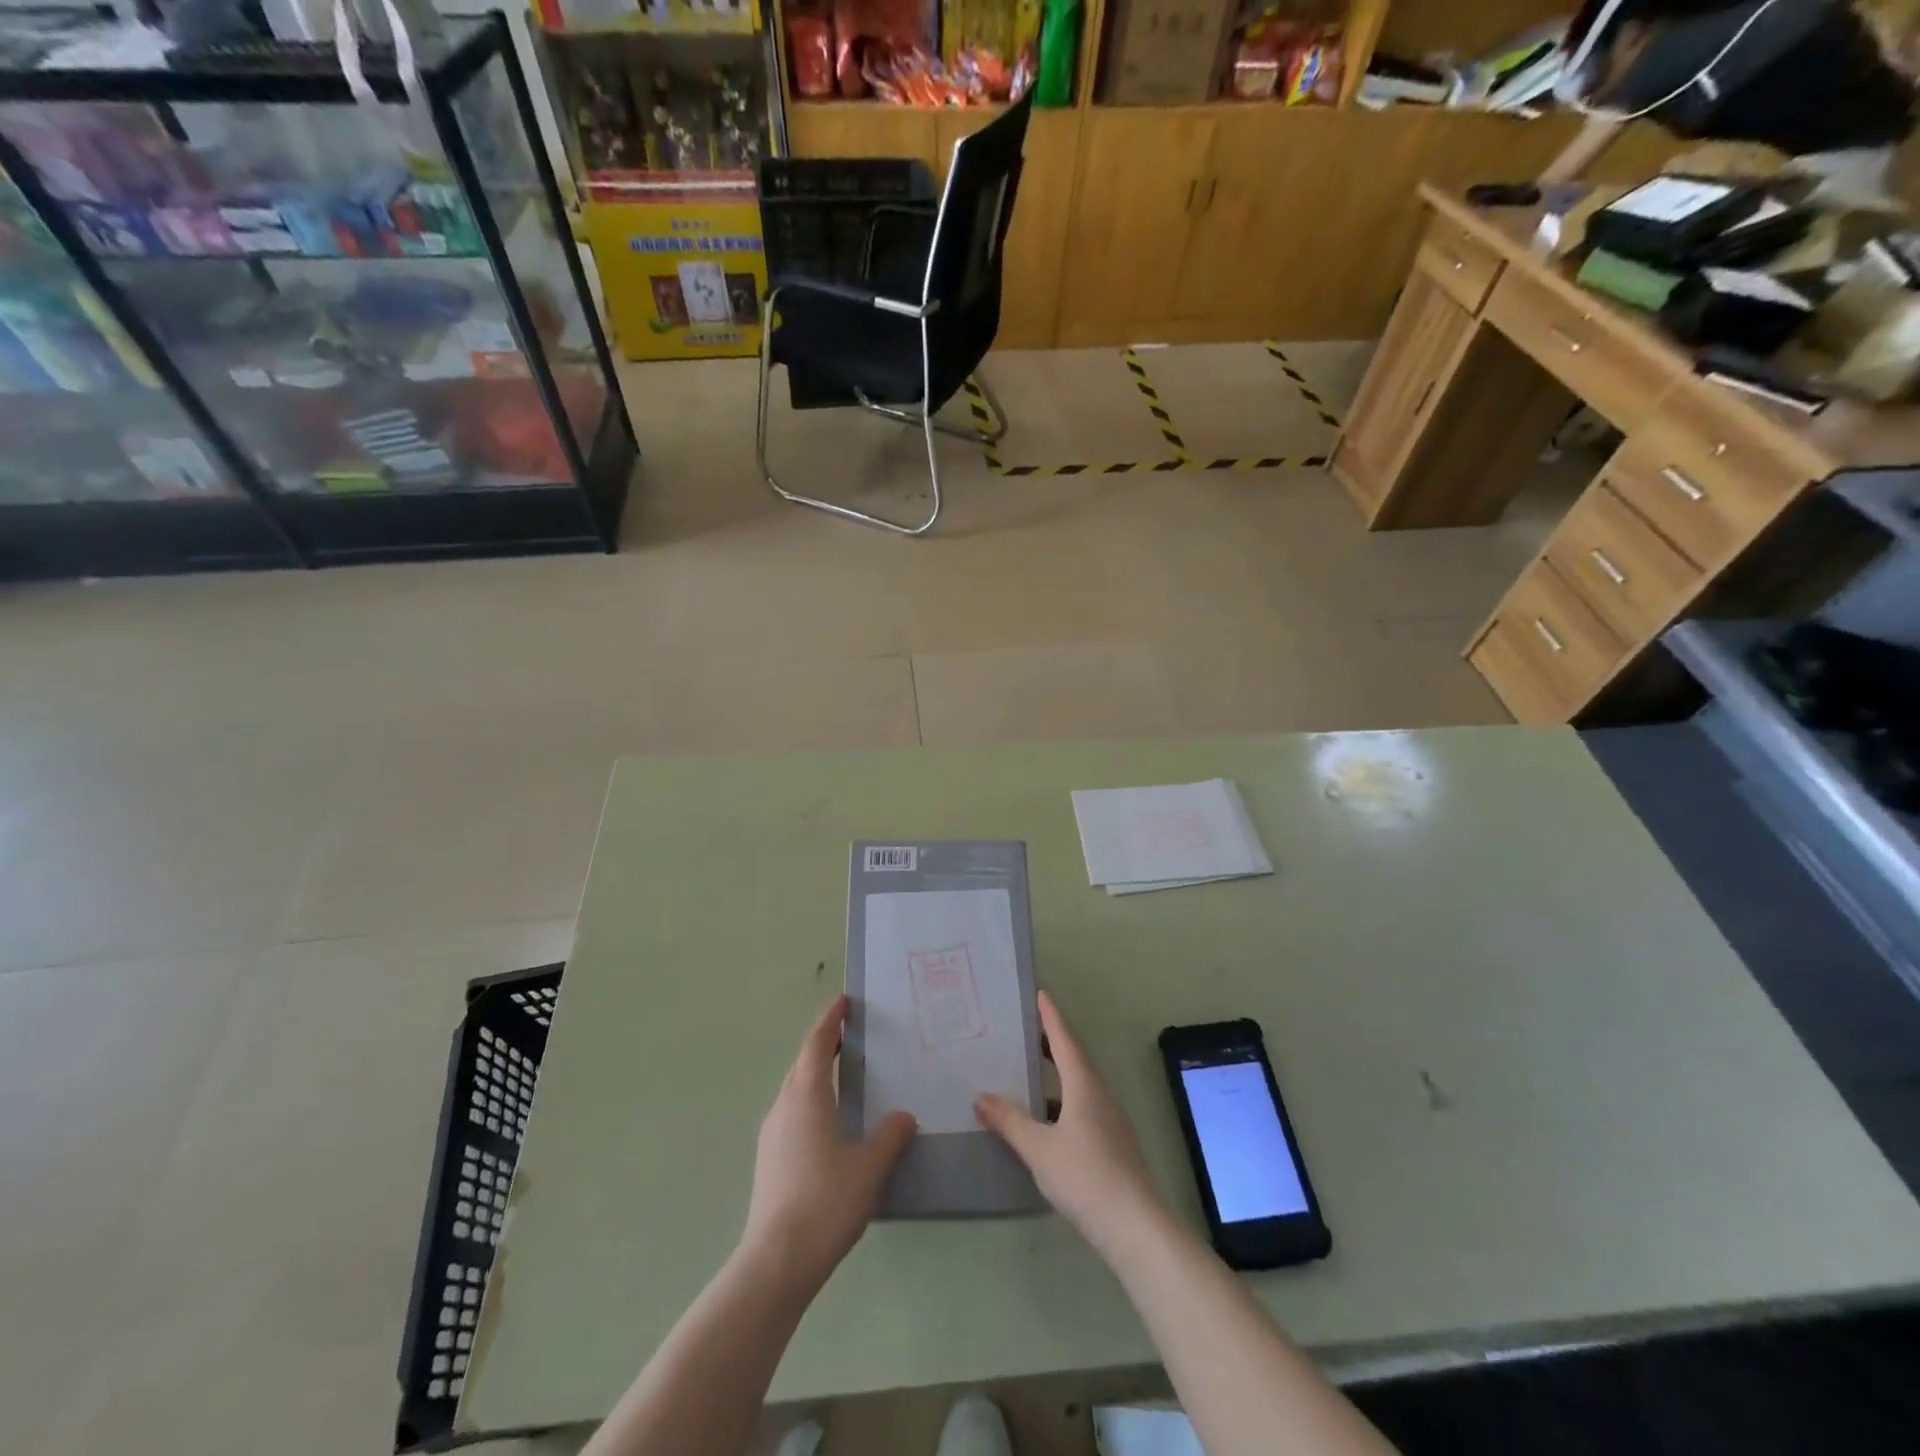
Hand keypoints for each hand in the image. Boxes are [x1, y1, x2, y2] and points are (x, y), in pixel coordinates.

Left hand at [742, 994, 915, 1293]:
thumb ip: (890, 1136)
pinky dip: (811, 1100)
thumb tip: (903, 1116)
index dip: (830, 1020)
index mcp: (806, 1097)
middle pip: (802, 1063)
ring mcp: (772, 1134)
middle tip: (851, 1034)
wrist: (776, 1262)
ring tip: (844, 1074)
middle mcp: (784, 1107)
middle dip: (824, 1044)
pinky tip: (830, 1122)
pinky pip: (792, 1112)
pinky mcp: (769, 1159)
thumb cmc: (825, 1202)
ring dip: (816, 1073)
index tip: (844, 1002)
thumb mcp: (869, 1166)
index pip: (816, 1044)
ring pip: (795, 1089)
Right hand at [975, 991, 1164, 1257]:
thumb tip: (981, 1096)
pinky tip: (1044, 1118)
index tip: (1040, 993)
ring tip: (1028, 1069)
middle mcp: (1099, 1093)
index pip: (1064, 1039)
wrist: (1134, 1227)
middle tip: (1026, 1028)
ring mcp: (1109, 1118)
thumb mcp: (1039, 1148)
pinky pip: (1082, 1105)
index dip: (1050, 1017)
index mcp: (1083, 1084)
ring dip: (1056, 1072)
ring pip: (1079, 1083)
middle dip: (1051, 1041)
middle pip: (1073, 1058)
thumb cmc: (1085, 1177)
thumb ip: (1010, 1121)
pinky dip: (1061, 1098)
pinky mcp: (1111, 1141)